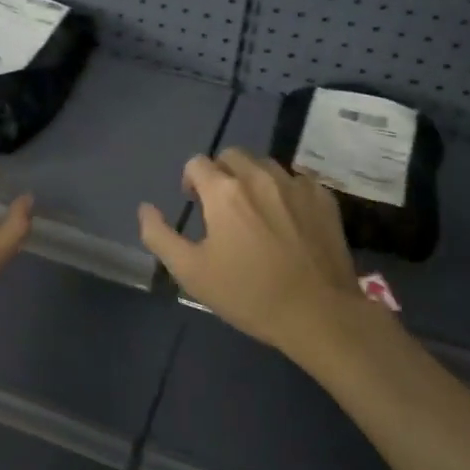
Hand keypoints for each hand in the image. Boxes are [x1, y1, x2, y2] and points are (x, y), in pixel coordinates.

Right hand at [138, 148, 370, 358]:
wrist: (319, 314)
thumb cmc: (248, 294)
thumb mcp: (191, 272)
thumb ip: (159, 235)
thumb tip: (145, 208)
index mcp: (223, 192)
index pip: (197, 163)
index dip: (190, 181)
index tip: (195, 205)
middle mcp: (259, 177)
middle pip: (231, 156)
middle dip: (221, 173)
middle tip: (221, 206)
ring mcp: (296, 185)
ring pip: (265, 164)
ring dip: (252, 179)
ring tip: (255, 210)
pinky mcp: (323, 198)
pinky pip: (297, 180)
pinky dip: (285, 191)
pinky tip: (287, 219)